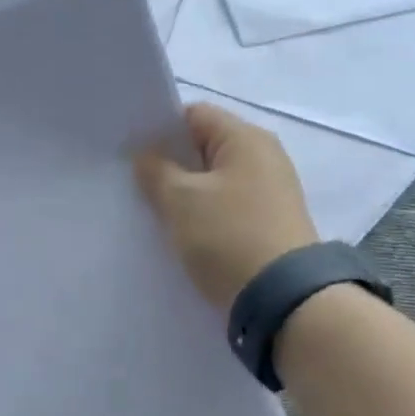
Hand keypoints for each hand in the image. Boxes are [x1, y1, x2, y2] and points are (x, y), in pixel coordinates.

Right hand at [134, 102, 319, 310]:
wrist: (282, 300)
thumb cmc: (228, 237)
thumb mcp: (181, 200)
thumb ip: (156, 171)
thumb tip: (147, 155)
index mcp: (246, 139)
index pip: (194, 115)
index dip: (159, 129)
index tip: (132, 154)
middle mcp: (265, 157)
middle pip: (205, 147)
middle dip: (170, 164)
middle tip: (136, 184)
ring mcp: (271, 192)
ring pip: (214, 181)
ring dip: (186, 193)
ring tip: (155, 212)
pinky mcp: (270, 224)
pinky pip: (227, 207)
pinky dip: (205, 214)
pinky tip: (184, 233)